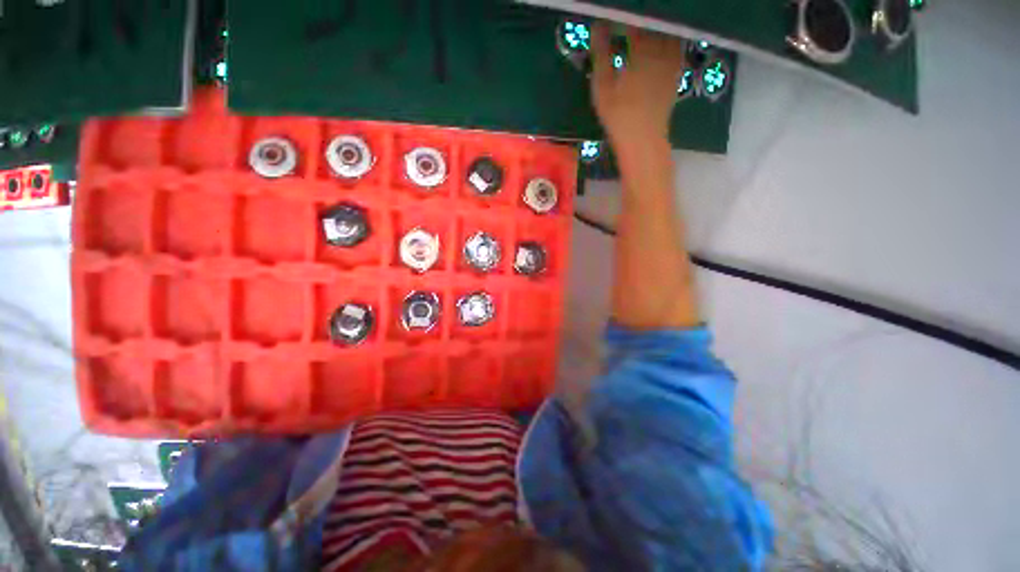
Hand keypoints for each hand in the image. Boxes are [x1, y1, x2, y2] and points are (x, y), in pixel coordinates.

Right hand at [590, 23, 683, 157]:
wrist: (643, 139)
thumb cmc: (618, 116)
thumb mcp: (603, 88)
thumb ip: (601, 55)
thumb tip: (597, 27)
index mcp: (640, 51)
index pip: (634, 22)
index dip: (624, 17)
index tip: (613, 18)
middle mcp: (660, 49)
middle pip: (654, 23)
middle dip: (641, 20)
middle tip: (628, 22)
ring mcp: (671, 60)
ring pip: (667, 32)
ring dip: (655, 27)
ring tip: (644, 29)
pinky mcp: (676, 71)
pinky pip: (676, 45)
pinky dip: (668, 38)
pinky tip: (660, 40)